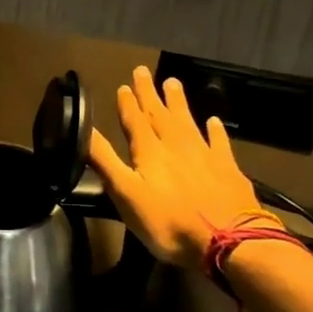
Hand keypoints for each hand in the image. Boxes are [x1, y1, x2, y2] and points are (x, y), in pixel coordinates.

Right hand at [87, 66, 276, 267]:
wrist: (228, 240)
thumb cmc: (168, 222)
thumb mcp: (126, 194)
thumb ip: (105, 161)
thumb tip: (84, 130)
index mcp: (149, 152)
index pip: (135, 121)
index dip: (127, 104)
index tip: (123, 85)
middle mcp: (176, 146)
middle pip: (160, 115)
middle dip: (149, 94)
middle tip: (143, 71)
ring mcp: (205, 155)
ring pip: (188, 121)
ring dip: (178, 102)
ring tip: (173, 82)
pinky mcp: (227, 169)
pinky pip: (219, 142)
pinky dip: (215, 130)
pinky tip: (213, 121)